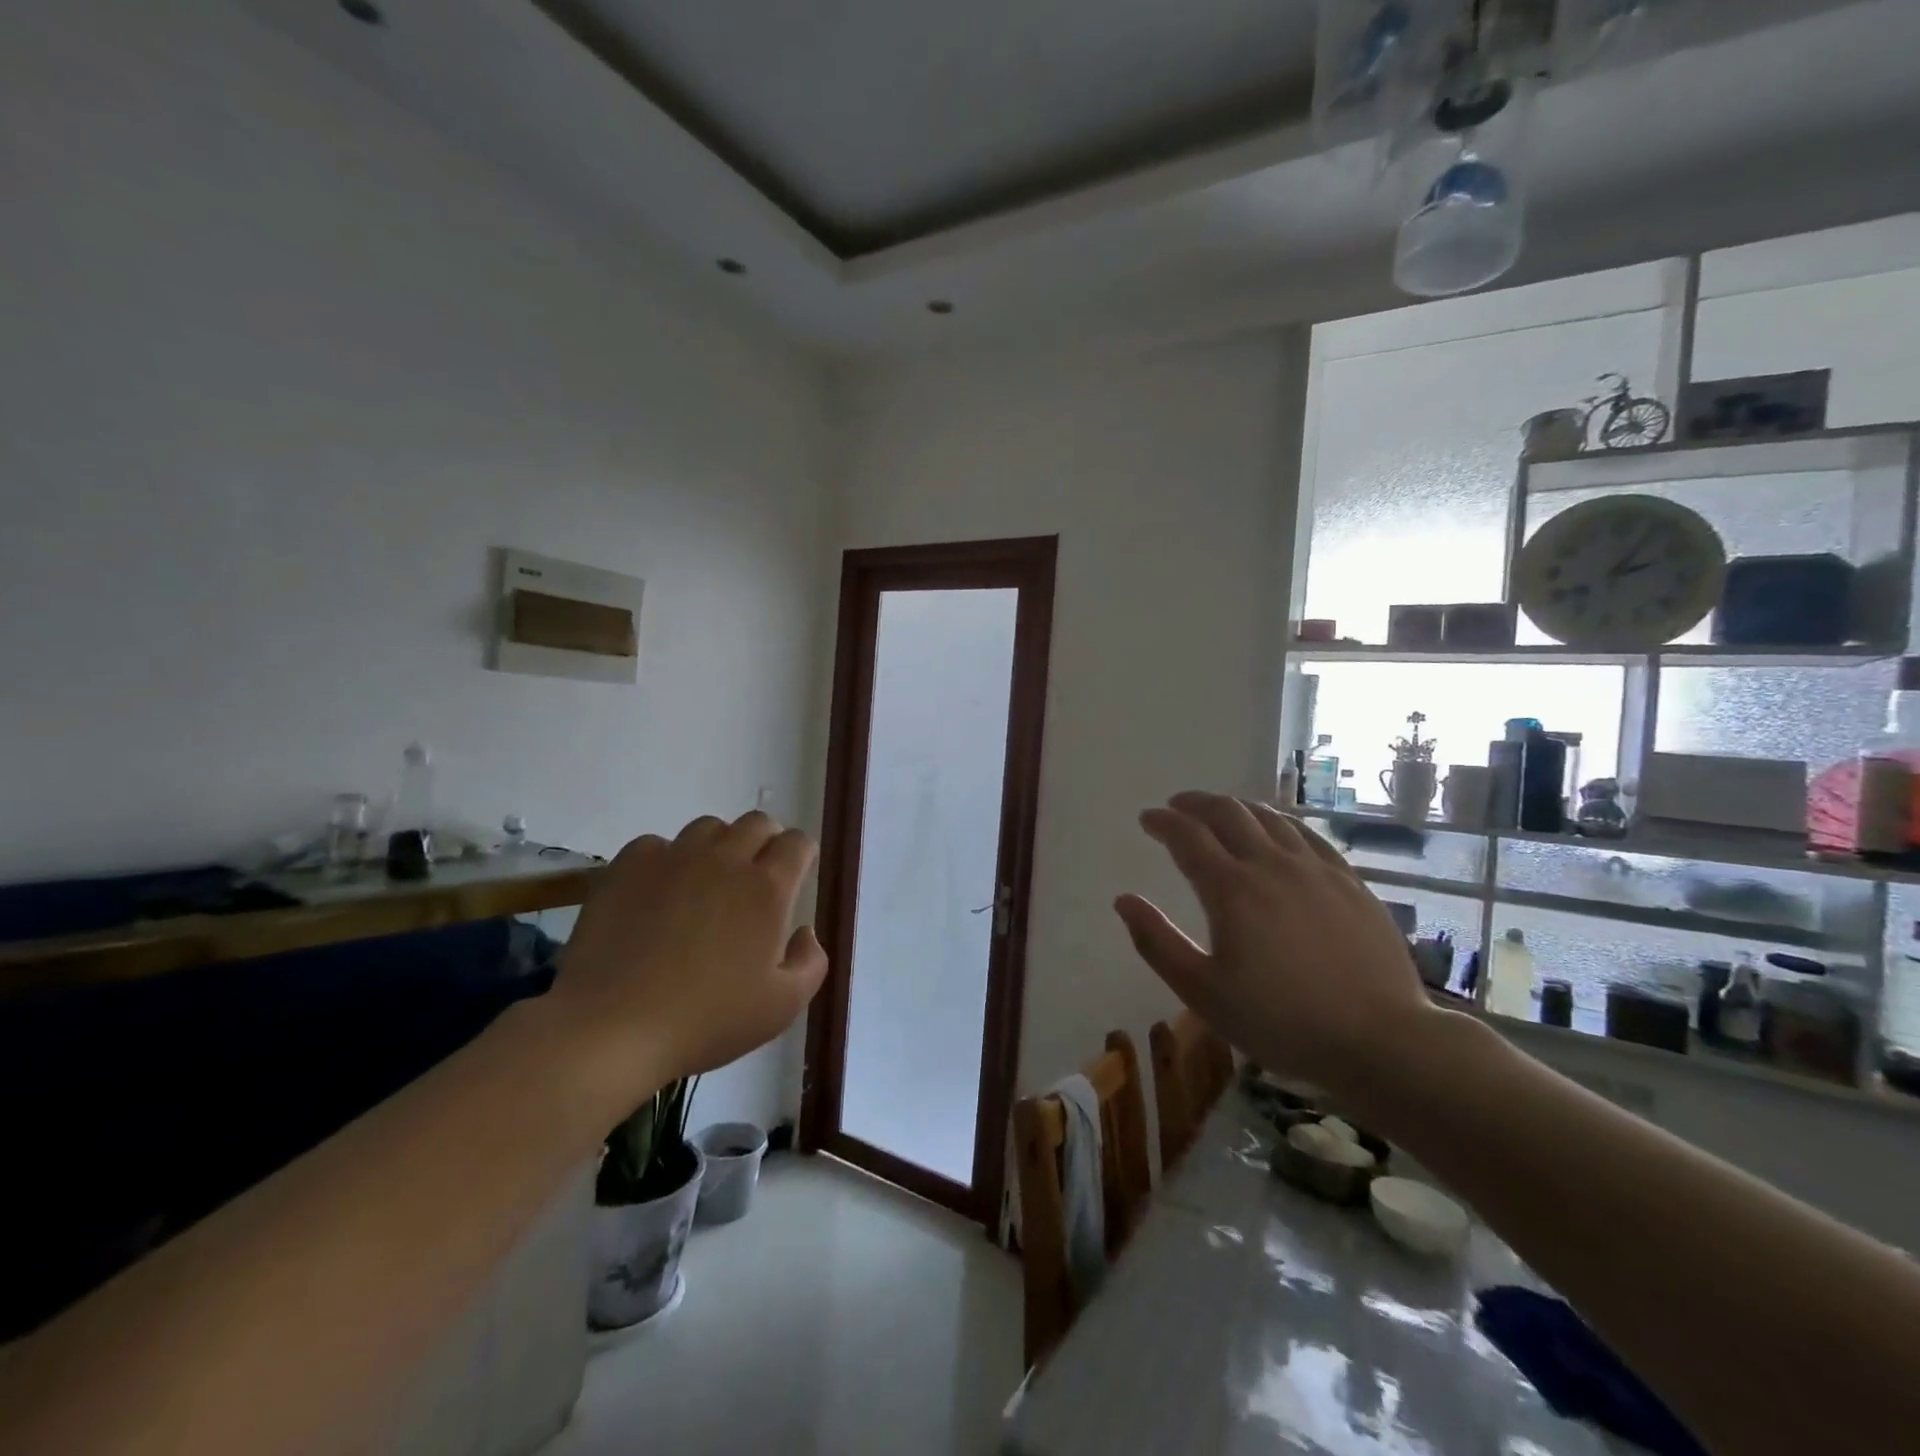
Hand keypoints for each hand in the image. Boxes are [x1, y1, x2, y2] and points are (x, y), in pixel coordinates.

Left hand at [551, 812, 828, 1100]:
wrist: (613, 1028)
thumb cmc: (707, 1020)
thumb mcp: (782, 1006)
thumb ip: (810, 962)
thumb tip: (804, 930)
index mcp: (767, 888)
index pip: (797, 842)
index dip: (802, 854)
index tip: (797, 874)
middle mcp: (725, 859)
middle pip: (756, 823)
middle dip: (766, 841)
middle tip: (756, 876)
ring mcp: (674, 858)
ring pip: (708, 828)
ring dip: (719, 846)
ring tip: (707, 882)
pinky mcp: (628, 866)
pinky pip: (657, 845)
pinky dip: (666, 860)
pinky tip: (659, 893)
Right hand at [1114, 792, 1437, 1097]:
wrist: (1380, 1040)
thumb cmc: (1280, 1021)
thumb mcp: (1203, 991)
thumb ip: (1157, 942)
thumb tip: (1123, 900)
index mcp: (1230, 889)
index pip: (1187, 836)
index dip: (1162, 821)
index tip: (1147, 818)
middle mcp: (1271, 864)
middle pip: (1227, 813)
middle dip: (1195, 803)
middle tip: (1177, 806)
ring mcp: (1316, 869)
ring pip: (1269, 818)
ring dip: (1237, 807)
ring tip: (1221, 812)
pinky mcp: (1350, 882)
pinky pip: (1309, 835)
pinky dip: (1280, 823)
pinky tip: (1278, 831)